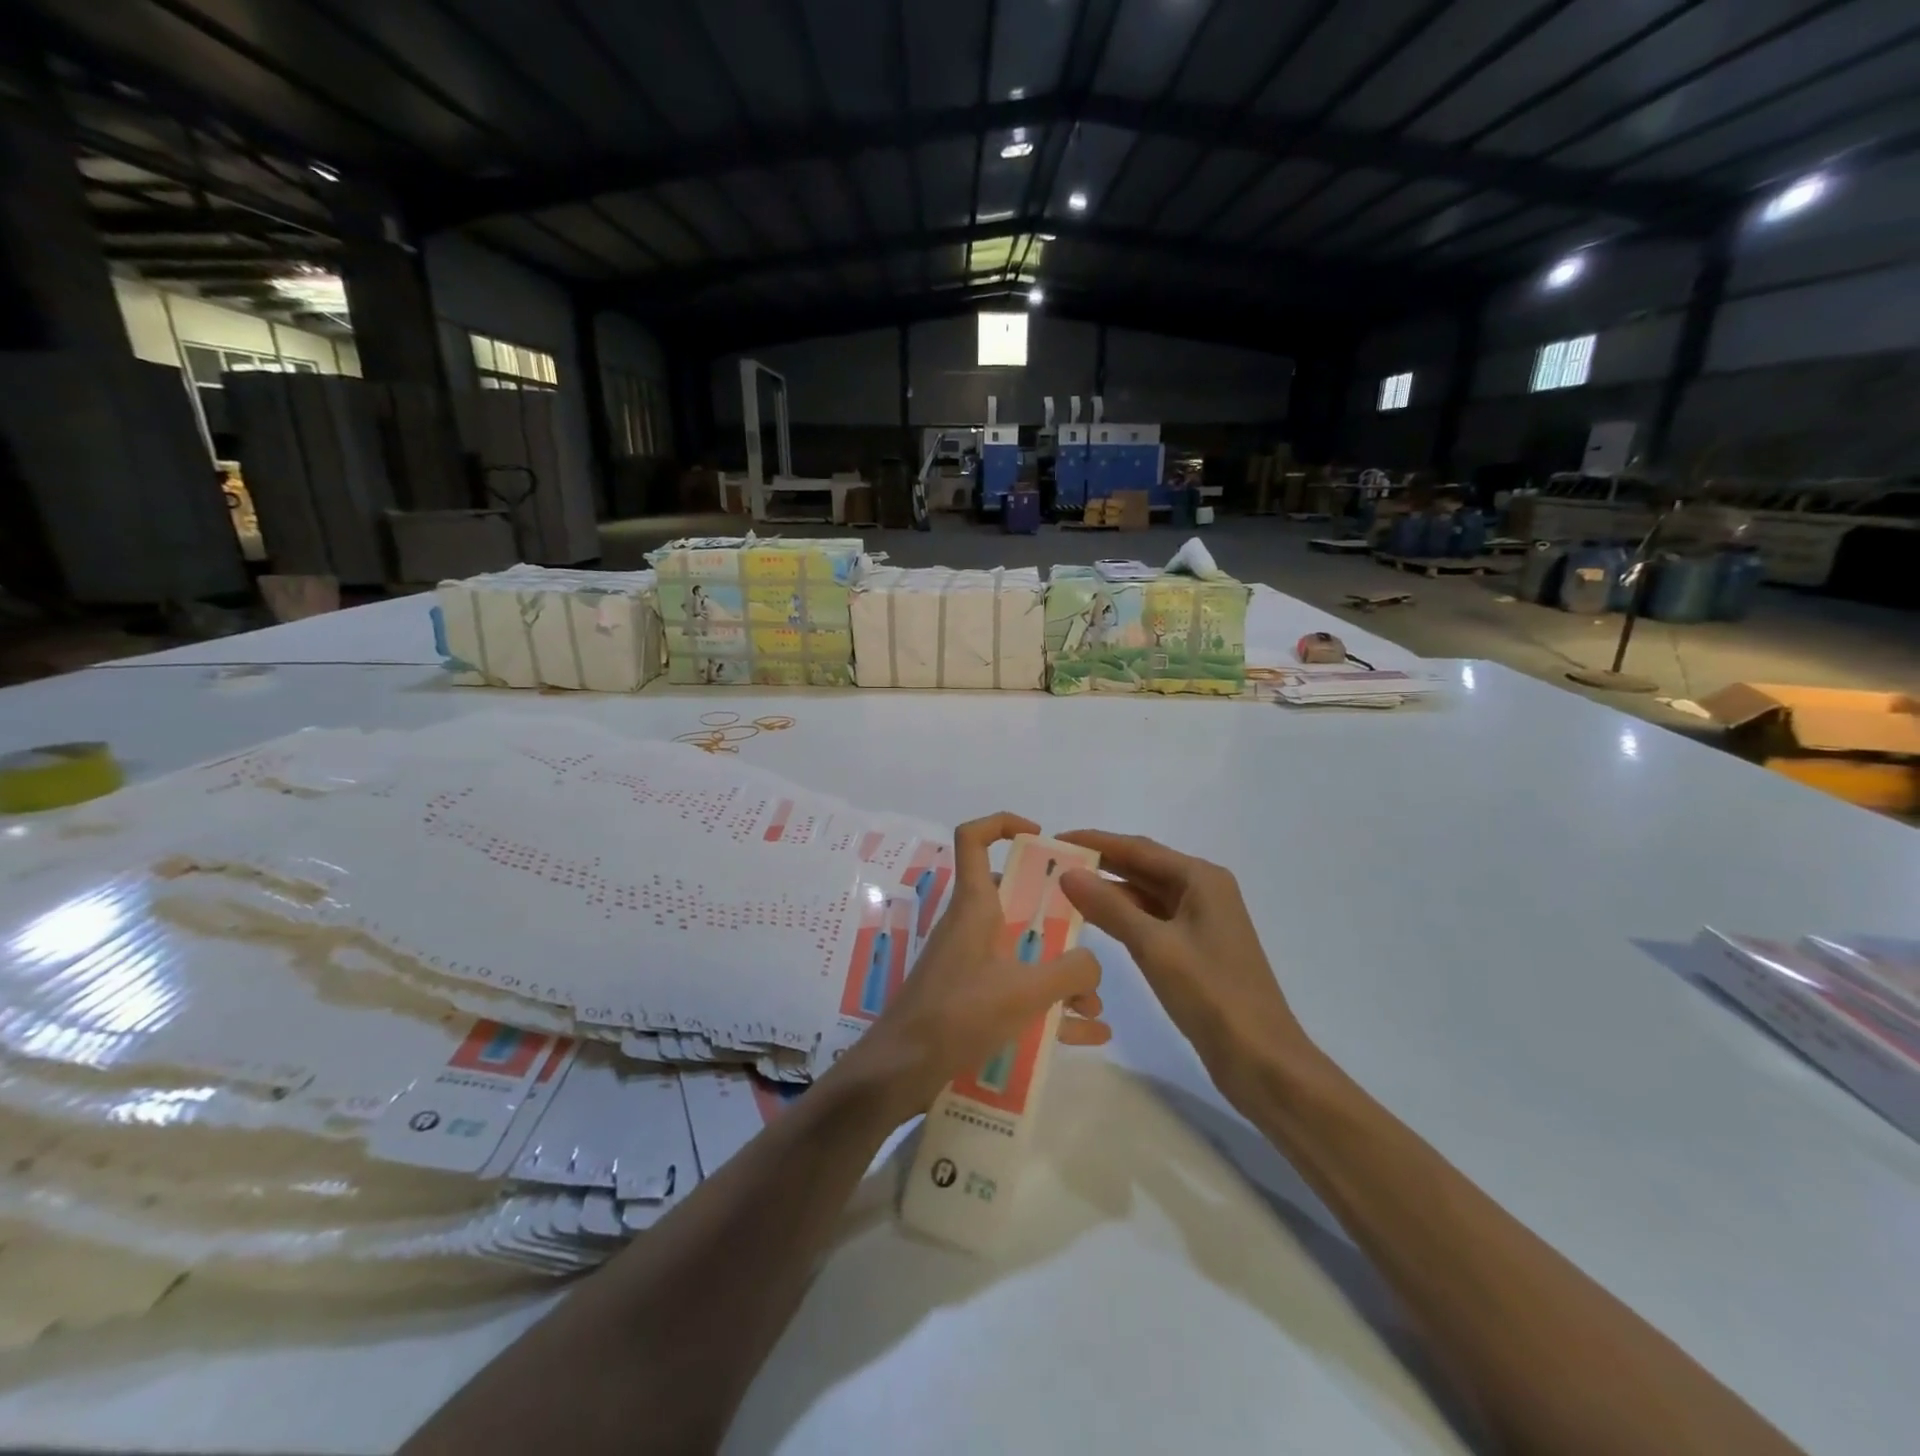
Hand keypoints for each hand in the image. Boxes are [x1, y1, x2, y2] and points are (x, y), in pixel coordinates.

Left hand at [833, 813, 1108, 1122]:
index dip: (1003, 824)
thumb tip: (1092, 964)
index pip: (974, 839)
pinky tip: (1089, 1033)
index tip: (1041, 836)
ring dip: (1059, 972)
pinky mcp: (969, 1000)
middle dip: (1055, 917)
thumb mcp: (1026, 991)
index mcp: (975, 906)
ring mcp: (969, 964)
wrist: (900, 1071)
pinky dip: (1049, 1007)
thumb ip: (1071, 971)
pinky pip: (1017, 993)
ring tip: (1094, 1005)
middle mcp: (971, 927)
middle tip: (1086, 937)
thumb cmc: (959, 1015)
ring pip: (1021, 952)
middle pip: (1014, 900)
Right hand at [1056, 831, 1310, 1110]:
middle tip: (1052, 864)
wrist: (1262, 1059)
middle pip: (1142, 867)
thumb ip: (1109, 907)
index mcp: (1201, 879)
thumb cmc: (1211, 994)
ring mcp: (1201, 921)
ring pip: (1145, 895)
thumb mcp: (1154, 946)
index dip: (1094, 842)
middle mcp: (1203, 891)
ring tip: (1063, 891)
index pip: (1137, 848)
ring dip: (1108, 892)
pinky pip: (1151, 920)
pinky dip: (1123, 918)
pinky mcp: (1195, 949)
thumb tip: (1068, 873)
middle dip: (1099, 864)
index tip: (1054, 839)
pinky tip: (1093, 922)